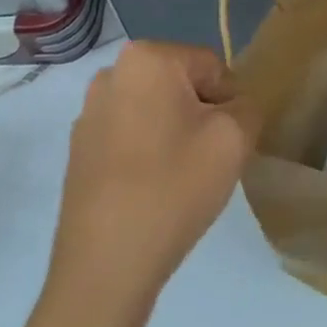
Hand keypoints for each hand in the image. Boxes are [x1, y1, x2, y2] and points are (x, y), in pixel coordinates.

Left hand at [0, 42, 259, 326]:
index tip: (225, 145)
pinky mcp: (78, 150)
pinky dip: (144, 156)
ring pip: (154, 112)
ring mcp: (89, 113)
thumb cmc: (172, 189)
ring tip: (176, 181)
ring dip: (171, 136)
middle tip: (204, 163)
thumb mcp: (234, 139)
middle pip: (180, 86)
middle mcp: (112, 73)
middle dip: (198, 118)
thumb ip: (248, 106)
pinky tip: (149, 194)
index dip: (228, 105)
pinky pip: (128, 137)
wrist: (104, 270)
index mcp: (147, 57)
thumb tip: (234, 107)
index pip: (211, 68)